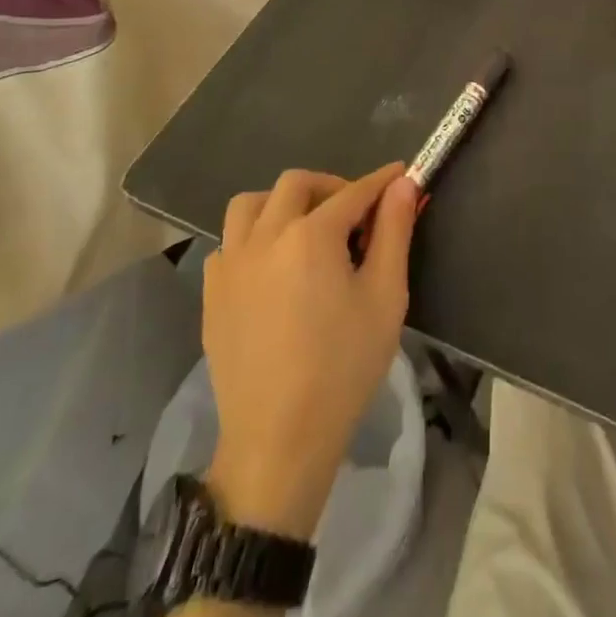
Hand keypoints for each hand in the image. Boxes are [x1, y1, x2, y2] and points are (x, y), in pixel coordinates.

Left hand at [200, 164, 417, 542]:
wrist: (279, 441)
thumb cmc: (343, 367)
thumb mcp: (385, 296)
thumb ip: (394, 231)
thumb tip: (403, 184)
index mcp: (311, 235)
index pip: (353, 192)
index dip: (381, 182)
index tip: (400, 174)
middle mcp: (265, 236)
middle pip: (297, 184)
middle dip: (332, 187)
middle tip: (355, 213)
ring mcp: (231, 263)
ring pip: (251, 204)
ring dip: (282, 203)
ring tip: (306, 229)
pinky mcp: (212, 293)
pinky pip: (228, 243)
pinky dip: (252, 237)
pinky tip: (272, 267)